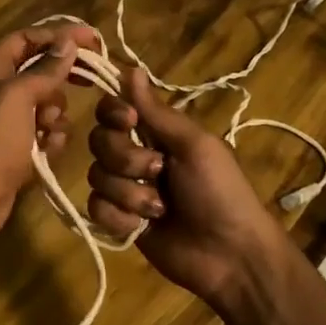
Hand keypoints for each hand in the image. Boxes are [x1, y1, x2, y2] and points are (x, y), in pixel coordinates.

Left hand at [0, 23, 101, 252]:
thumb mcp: (19, 96)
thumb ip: (45, 68)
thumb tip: (68, 42)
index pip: (28, 37)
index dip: (60, 36)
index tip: (93, 40)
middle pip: (38, 68)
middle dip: (61, 76)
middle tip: (91, 78)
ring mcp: (3, 118)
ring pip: (44, 101)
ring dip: (55, 112)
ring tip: (49, 126)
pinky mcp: (13, 145)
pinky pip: (41, 130)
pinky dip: (49, 136)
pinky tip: (48, 149)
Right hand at [86, 66, 292, 317]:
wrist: (229, 255)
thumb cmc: (220, 192)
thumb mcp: (195, 146)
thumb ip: (157, 112)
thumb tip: (131, 68)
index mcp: (157, 133)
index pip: (114, 109)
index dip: (113, 113)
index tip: (129, 122)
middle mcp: (136, 156)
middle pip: (99, 141)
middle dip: (126, 159)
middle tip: (158, 172)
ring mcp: (126, 190)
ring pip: (96, 176)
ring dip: (128, 193)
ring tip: (159, 209)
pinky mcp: (119, 221)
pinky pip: (96, 208)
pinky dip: (118, 217)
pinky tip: (141, 226)